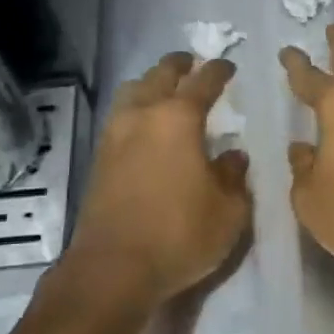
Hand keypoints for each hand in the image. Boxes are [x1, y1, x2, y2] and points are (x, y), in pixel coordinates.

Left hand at [64, 53, 251, 304]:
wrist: (113, 269)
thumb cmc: (180, 235)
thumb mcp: (228, 211)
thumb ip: (234, 176)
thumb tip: (233, 155)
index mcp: (178, 119)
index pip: (203, 81)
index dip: (218, 70)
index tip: (227, 66)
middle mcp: (142, 116)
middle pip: (160, 75)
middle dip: (179, 66)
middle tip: (192, 64)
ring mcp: (115, 135)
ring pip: (132, 91)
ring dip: (150, 83)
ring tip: (164, 91)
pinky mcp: (99, 158)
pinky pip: (119, 116)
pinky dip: (135, 109)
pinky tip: (145, 126)